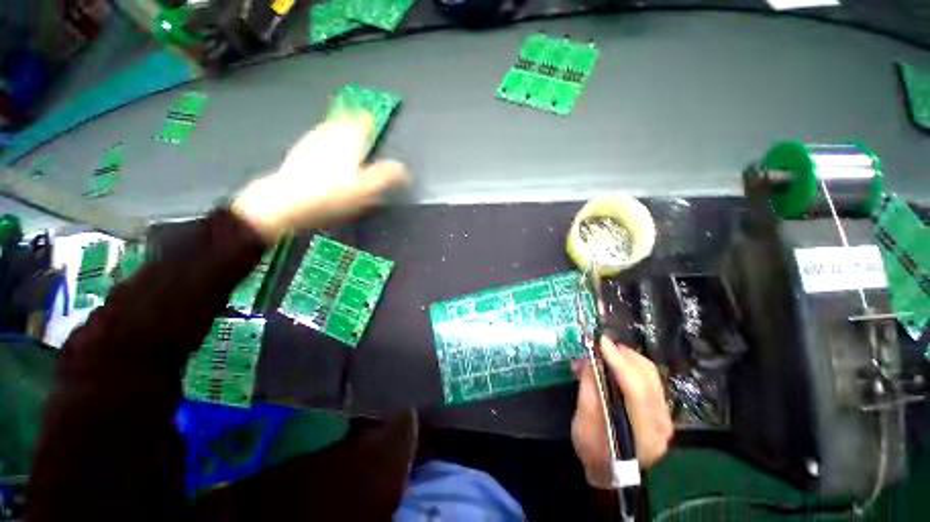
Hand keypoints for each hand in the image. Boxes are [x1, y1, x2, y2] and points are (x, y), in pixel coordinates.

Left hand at [231, 113, 408, 242]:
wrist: (285, 202)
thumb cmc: (332, 195)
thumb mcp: (367, 189)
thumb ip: (387, 177)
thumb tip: (406, 170)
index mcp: (350, 142)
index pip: (363, 123)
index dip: (371, 119)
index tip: (375, 118)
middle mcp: (331, 136)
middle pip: (344, 121)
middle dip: (353, 118)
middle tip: (360, 118)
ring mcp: (312, 143)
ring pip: (329, 127)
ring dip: (338, 125)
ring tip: (343, 125)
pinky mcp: (299, 153)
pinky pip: (316, 138)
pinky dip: (323, 137)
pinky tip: (321, 143)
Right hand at [571, 338, 672, 487]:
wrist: (609, 470)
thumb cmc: (593, 449)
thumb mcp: (584, 421)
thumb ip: (590, 389)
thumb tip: (590, 359)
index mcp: (644, 432)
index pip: (636, 389)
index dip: (618, 362)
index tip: (601, 342)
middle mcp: (662, 422)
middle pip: (648, 377)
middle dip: (622, 355)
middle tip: (599, 346)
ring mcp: (665, 416)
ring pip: (650, 374)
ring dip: (625, 358)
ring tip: (603, 354)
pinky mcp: (660, 410)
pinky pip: (648, 380)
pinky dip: (629, 367)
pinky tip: (613, 366)